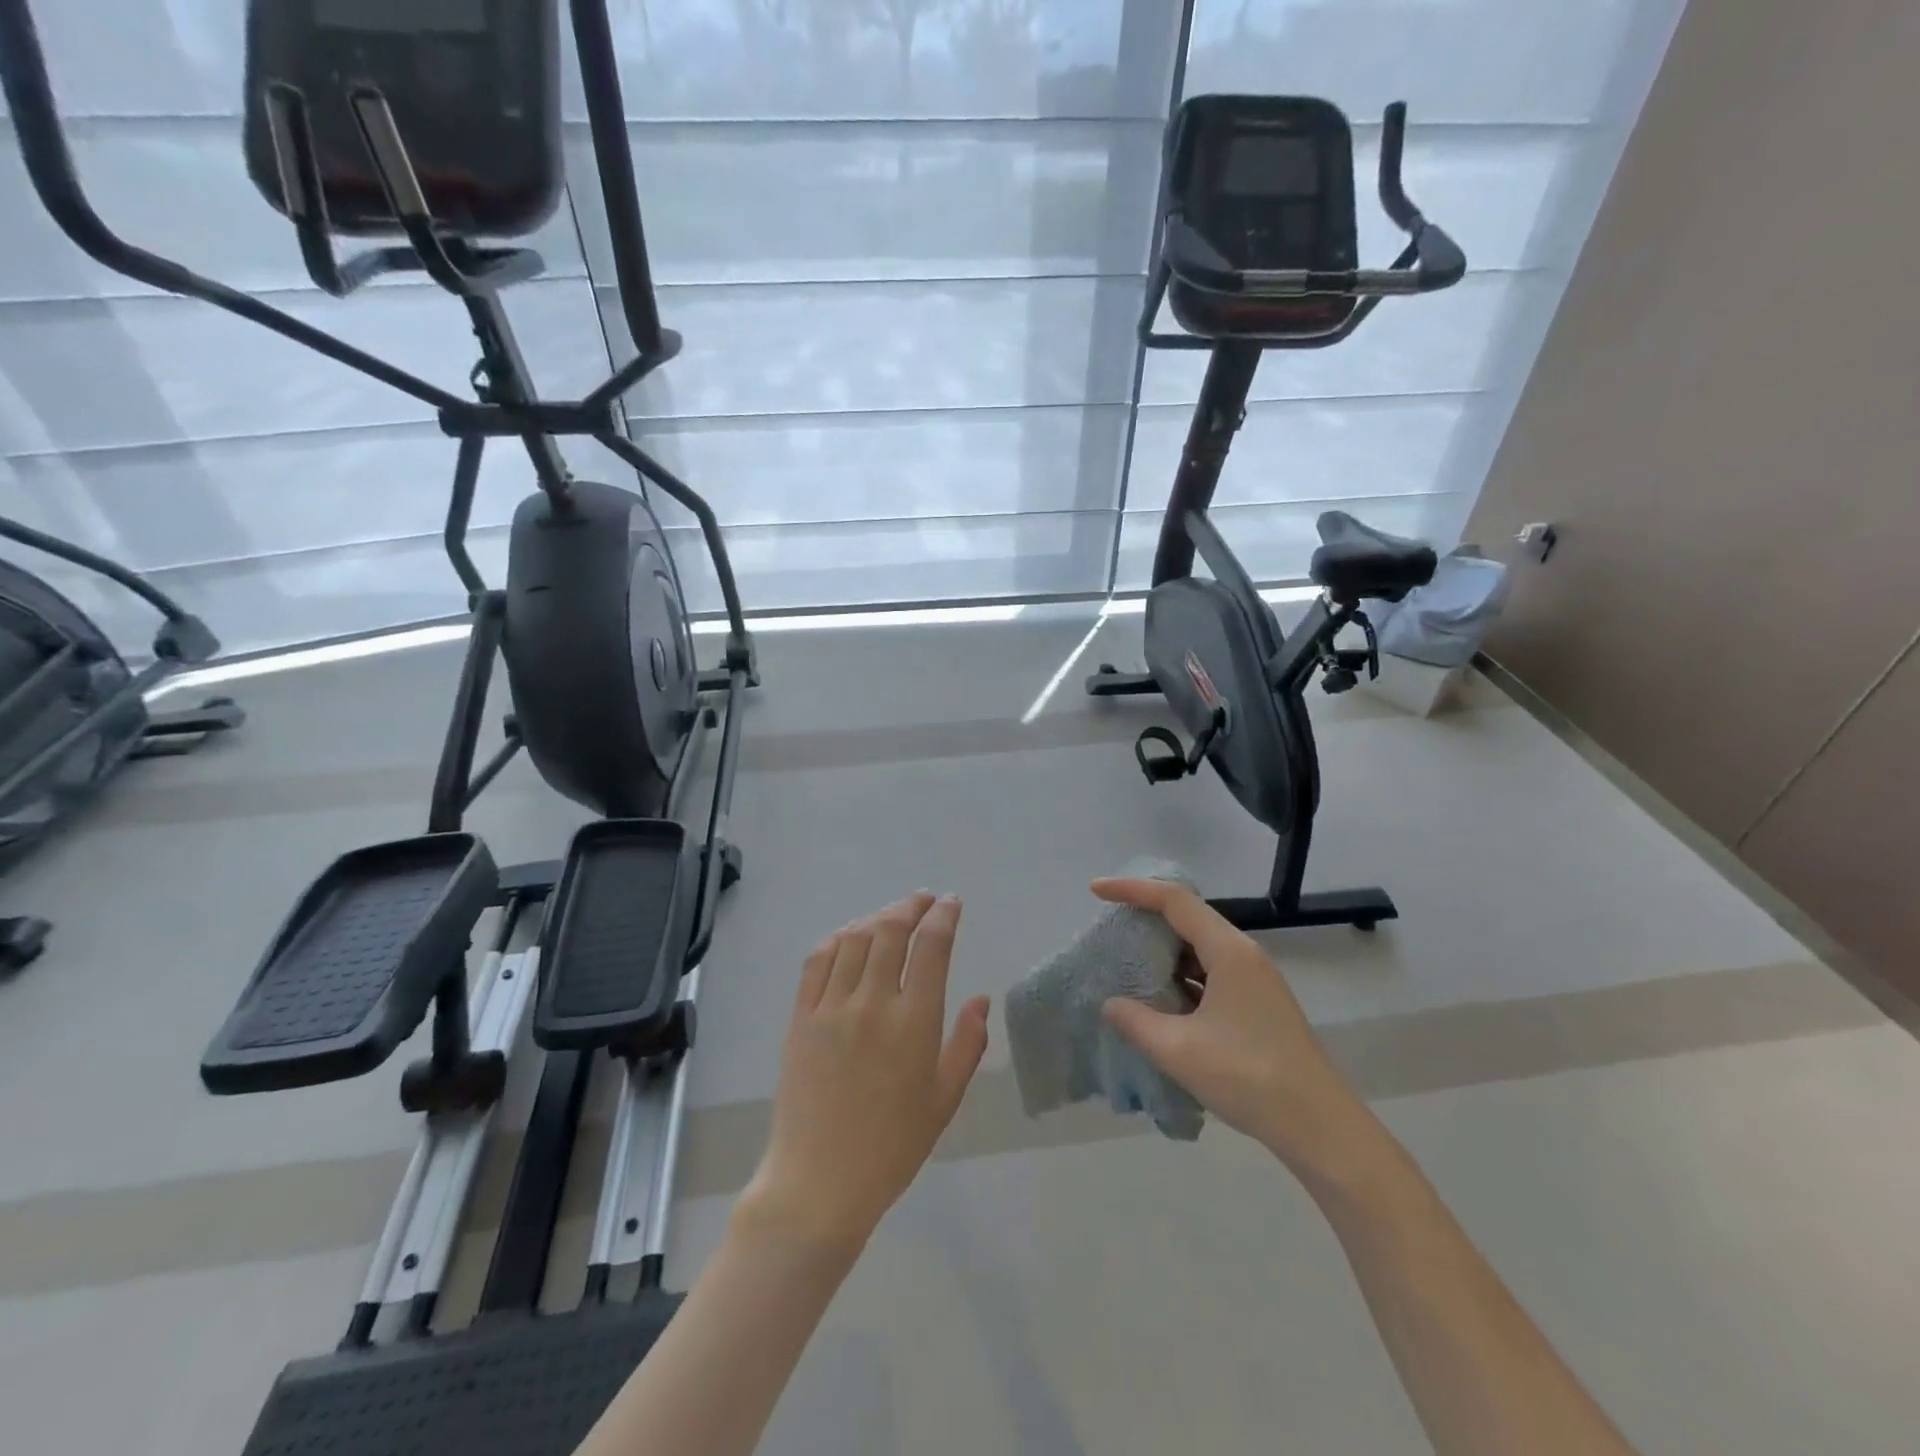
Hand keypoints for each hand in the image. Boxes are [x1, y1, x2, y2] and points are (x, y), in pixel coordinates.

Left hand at [742, 893, 989, 1255]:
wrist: (820, 1182)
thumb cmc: (893, 1147)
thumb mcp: (944, 1099)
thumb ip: (967, 1043)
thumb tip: (982, 999)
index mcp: (914, 1022)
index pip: (932, 946)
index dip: (944, 916)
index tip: (951, 902)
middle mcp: (873, 1002)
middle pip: (891, 930)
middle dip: (912, 906)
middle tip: (924, 900)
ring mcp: (831, 1007)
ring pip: (855, 939)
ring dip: (877, 917)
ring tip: (892, 916)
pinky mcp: (801, 1017)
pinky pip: (817, 961)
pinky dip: (837, 939)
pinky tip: (849, 937)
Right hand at [1092, 878, 1366, 1172]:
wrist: (1320, 1128)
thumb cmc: (1249, 1078)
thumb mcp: (1179, 1050)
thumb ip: (1136, 1022)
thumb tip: (1110, 1005)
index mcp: (1228, 952)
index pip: (1173, 901)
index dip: (1132, 889)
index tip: (1096, 890)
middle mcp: (1244, 955)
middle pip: (1188, 919)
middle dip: (1145, 919)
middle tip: (1109, 931)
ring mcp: (1254, 980)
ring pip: (1199, 949)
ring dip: (1163, 953)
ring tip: (1127, 965)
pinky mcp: (1257, 1004)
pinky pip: (1210, 973)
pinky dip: (1180, 977)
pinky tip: (1160, 1000)